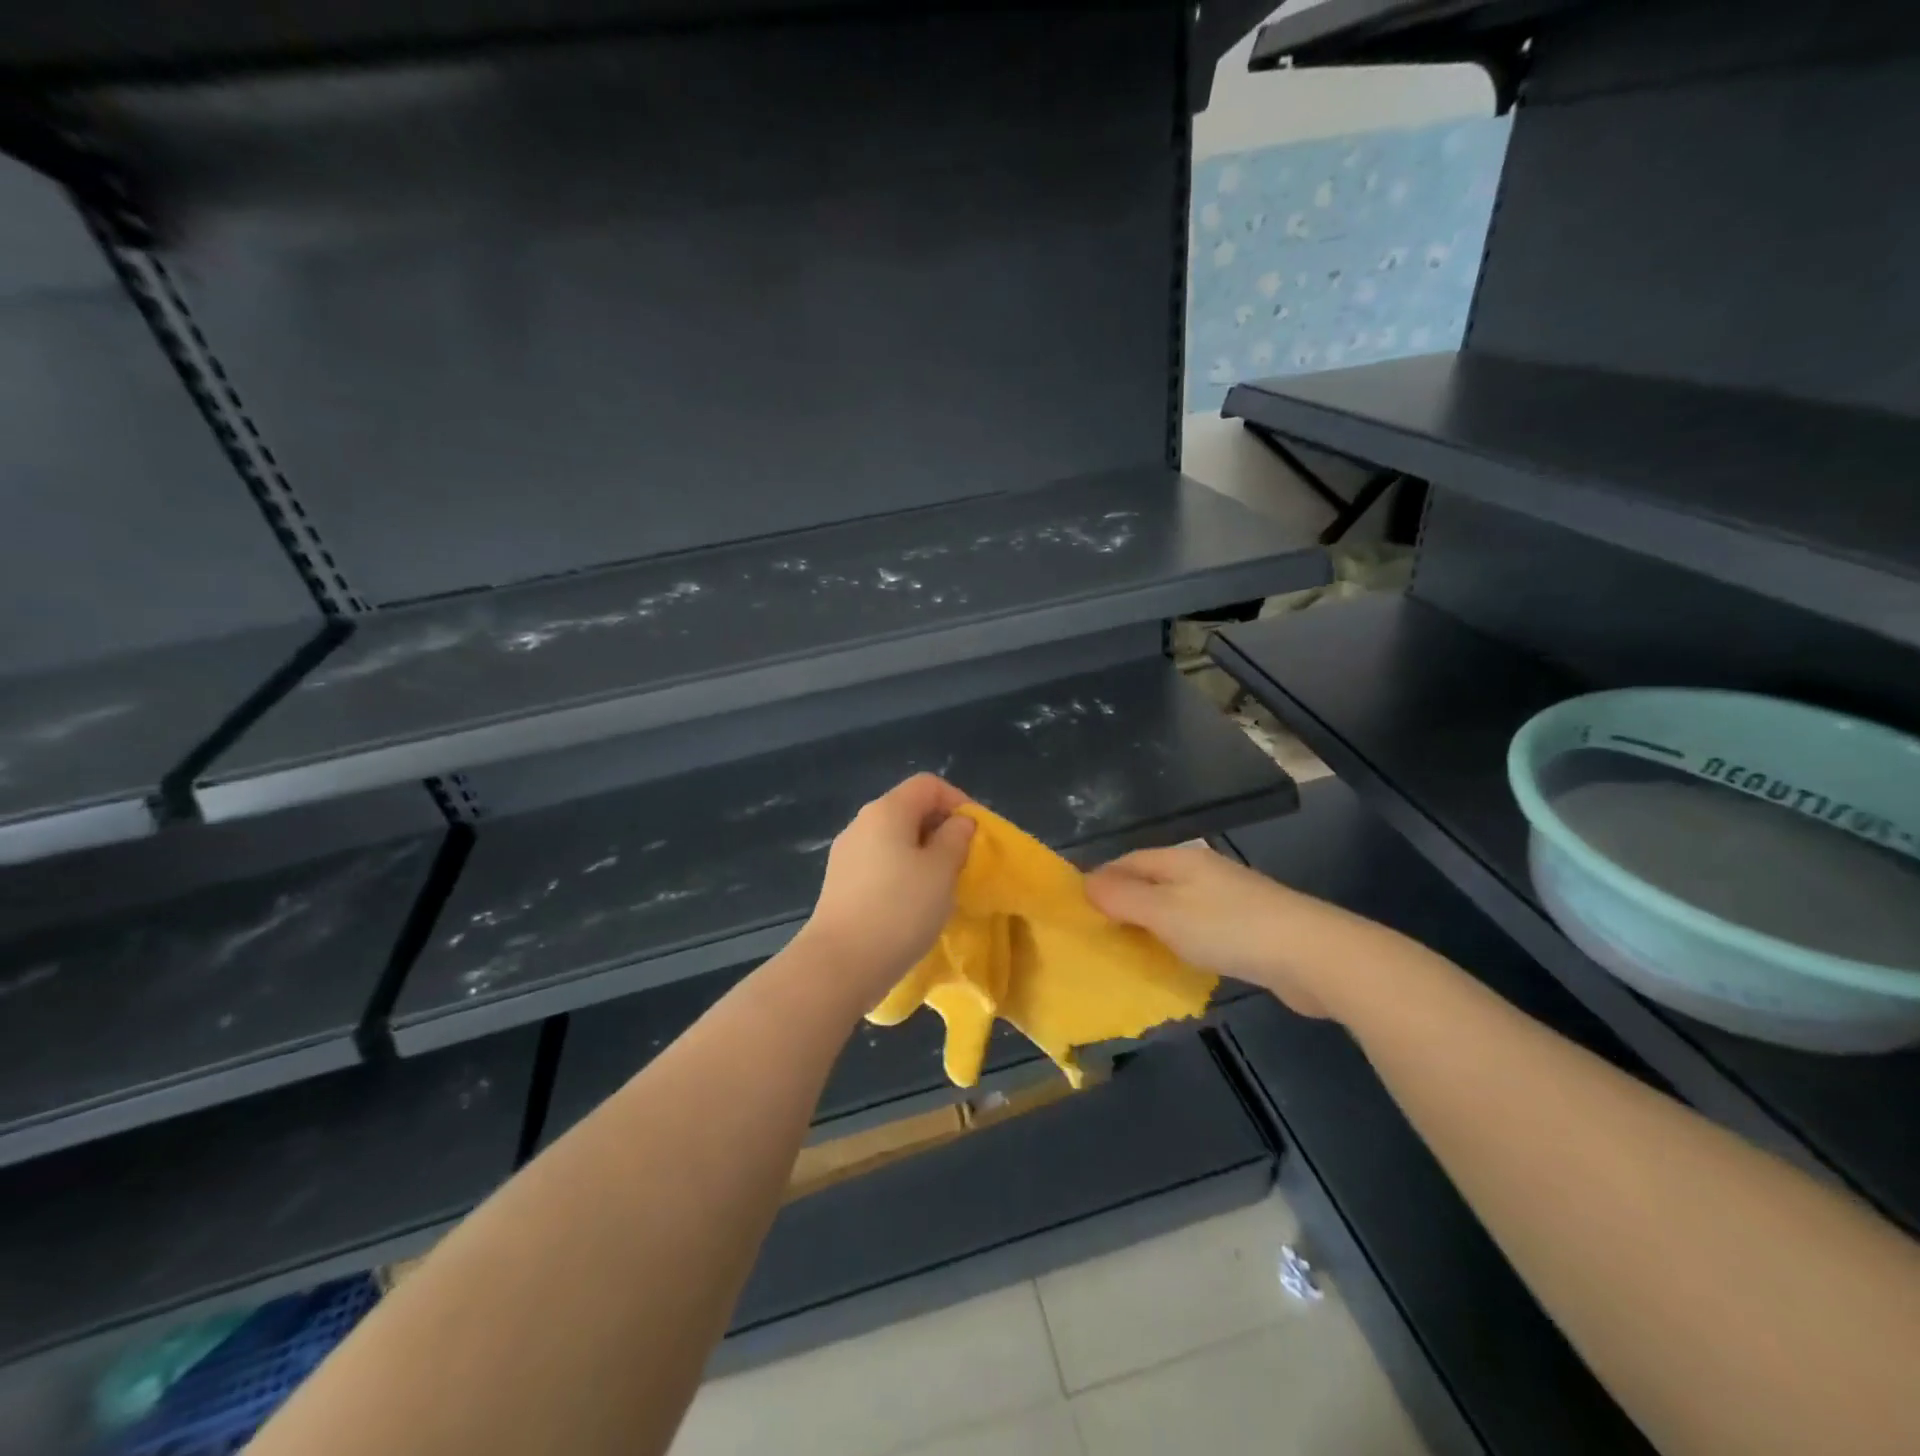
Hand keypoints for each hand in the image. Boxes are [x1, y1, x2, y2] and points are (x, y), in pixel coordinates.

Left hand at [800, 774, 975, 998]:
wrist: (840, 964)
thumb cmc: (899, 909)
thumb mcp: (941, 871)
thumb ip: (955, 839)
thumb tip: (958, 823)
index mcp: (886, 810)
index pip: (928, 785)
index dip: (958, 801)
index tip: (978, 834)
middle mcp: (862, 823)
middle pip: (909, 809)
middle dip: (941, 829)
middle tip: (964, 861)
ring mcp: (847, 854)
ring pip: (894, 839)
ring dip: (923, 854)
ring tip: (942, 886)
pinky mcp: (840, 883)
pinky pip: (880, 864)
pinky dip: (902, 873)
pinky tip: (913, 904)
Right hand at [1085, 843, 1332, 1017]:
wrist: (1311, 954)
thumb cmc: (1228, 928)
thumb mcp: (1164, 911)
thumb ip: (1123, 898)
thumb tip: (1085, 883)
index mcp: (1180, 859)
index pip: (1128, 861)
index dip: (1101, 881)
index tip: (1078, 910)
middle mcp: (1202, 871)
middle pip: (1151, 882)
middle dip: (1124, 905)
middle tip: (1099, 937)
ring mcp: (1228, 899)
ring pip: (1175, 907)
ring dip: (1152, 926)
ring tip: (1129, 952)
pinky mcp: (1247, 927)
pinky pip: (1199, 929)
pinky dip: (1179, 941)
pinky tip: (1176, 962)